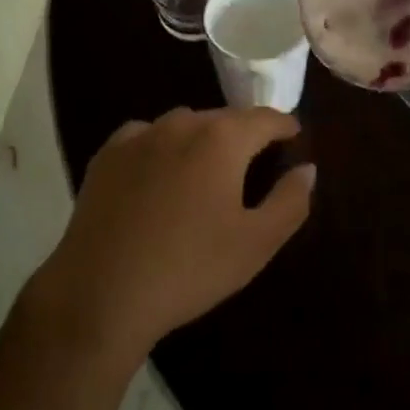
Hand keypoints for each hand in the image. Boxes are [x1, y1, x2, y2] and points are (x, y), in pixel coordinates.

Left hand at [26, 107, 313, 364]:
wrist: (101, 291)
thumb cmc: (189, 268)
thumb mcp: (255, 244)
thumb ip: (289, 201)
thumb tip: (308, 168)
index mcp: (222, 139)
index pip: (264, 118)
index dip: (284, 125)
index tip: (294, 135)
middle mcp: (182, 122)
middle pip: (224, 119)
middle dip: (242, 135)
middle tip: (252, 163)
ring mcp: (141, 134)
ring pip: (184, 124)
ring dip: (201, 140)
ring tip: (204, 172)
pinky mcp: (108, 153)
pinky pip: (146, 137)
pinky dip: (160, 148)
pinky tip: (158, 177)